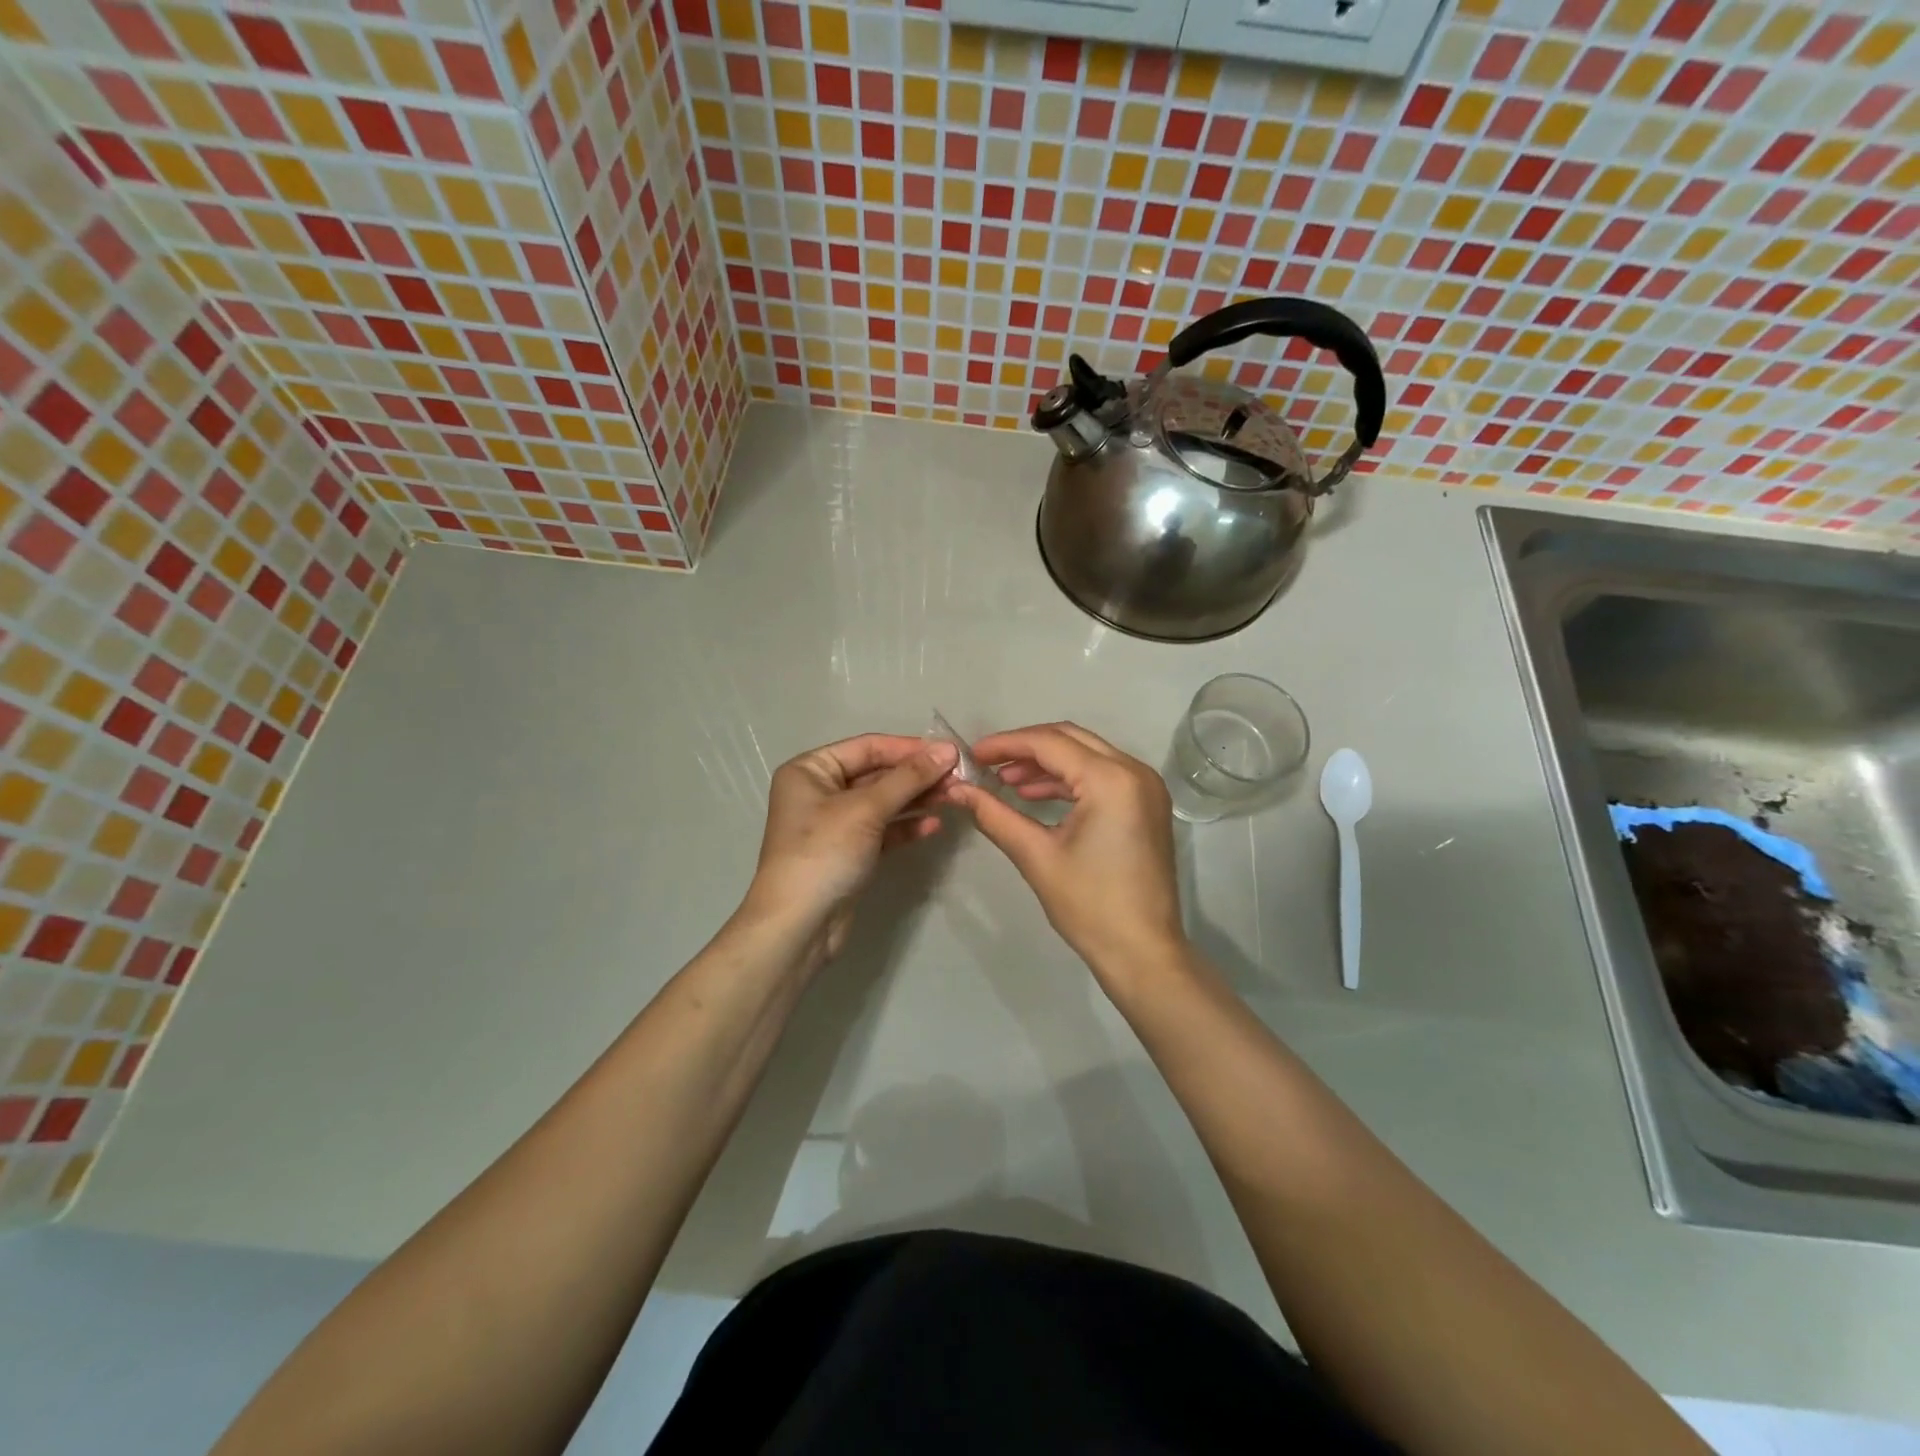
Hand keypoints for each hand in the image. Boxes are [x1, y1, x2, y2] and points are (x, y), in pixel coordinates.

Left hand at [739, 734, 957, 962]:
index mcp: (811, 770)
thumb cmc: (824, 853)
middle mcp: (820, 791)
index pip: (867, 747)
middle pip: (877, 774)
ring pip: (883, 802)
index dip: (909, 748)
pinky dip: (906, 826)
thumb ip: (909, 778)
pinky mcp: (849, 852)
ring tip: (953, 797)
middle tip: (958, 777)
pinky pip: (883, 830)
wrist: (798, 926)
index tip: (950, 751)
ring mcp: (834, 824)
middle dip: (916, 775)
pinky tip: (934, 825)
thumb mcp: (866, 809)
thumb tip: (948, 750)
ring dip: (917, 799)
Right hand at [947, 723, 1185, 979]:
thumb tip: (956, 791)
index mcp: (1110, 779)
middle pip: (1070, 739)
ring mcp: (1146, 787)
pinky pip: (1102, 775)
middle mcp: (1134, 771)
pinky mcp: (1147, 804)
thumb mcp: (1036, 856)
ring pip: (1087, 755)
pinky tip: (1035, 796)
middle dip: (1026, 748)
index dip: (1006, 744)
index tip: (972, 754)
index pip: (1049, 743)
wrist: (1143, 952)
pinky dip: (1069, 780)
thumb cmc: (1089, 905)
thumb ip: (995, 815)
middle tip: (987, 764)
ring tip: (1006, 782)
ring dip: (1047, 764)